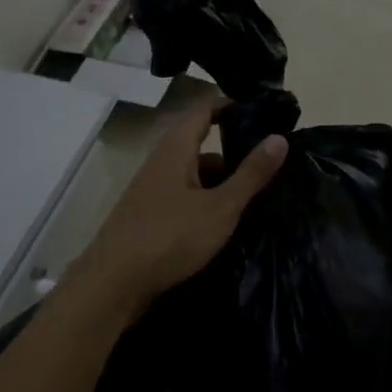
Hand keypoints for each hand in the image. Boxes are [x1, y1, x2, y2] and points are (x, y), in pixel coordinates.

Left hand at [67, 103, 286, 321]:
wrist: (112, 285)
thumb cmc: (170, 237)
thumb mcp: (220, 207)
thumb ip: (251, 174)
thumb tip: (279, 138)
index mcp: (176, 149)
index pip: (205, 111)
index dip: (232, 106)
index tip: (264, 114)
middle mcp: (161, 163)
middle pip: (202, 146)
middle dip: (236, 154)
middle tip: (272, 164)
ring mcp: (152, 192)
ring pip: (195, 177)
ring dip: (222, 184)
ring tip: (257, 198)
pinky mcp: (149, 218)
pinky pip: (185, 199)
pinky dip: (207, 204)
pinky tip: (225, 224)